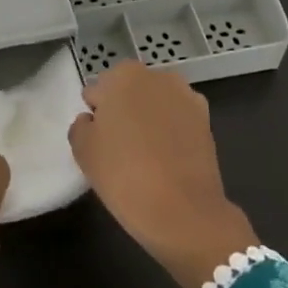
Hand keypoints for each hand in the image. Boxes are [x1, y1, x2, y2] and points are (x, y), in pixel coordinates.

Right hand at [69, 62, 259, 287]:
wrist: (183, 211)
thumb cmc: (123, 175)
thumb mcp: (83, 150)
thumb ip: (81, 125)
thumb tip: (93, 120)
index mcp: (123, 75)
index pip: (98, 91)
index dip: (97, 116)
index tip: (100, 140)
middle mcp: (157, 77)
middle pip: (129, 91)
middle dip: (124, 111)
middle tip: (120, 148)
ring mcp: (186, 96)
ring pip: (156, 104)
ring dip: (150, 119)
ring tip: (147, 155)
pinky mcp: (206, 120)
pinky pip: (178, 120)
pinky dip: (172, 131)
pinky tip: (168, 159)